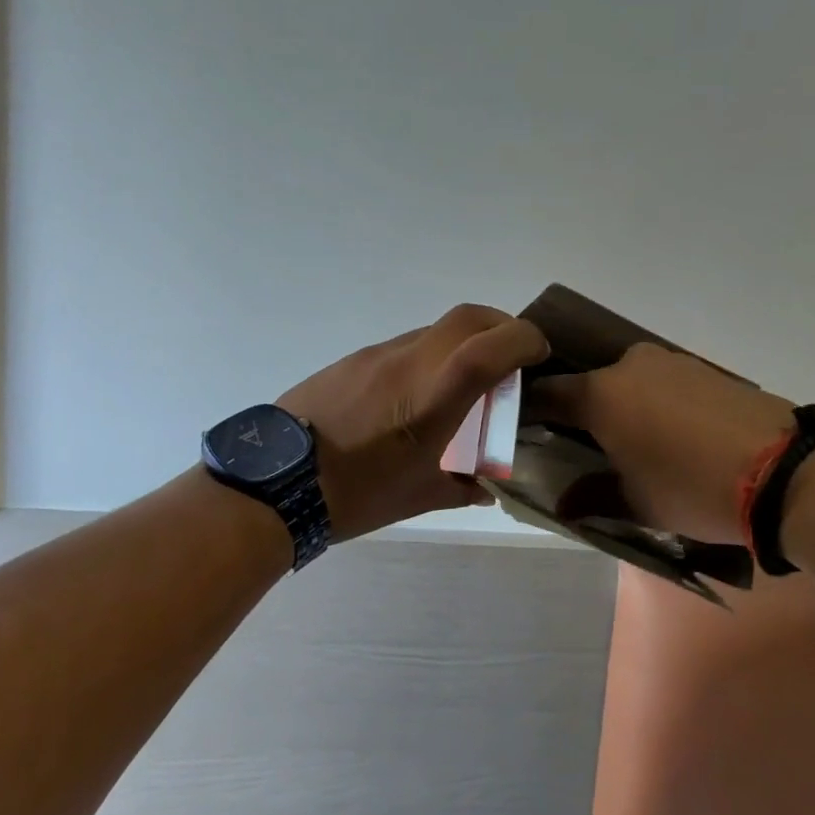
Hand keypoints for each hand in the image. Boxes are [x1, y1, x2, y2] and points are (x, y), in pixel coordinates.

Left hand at [279, 304, 549, 541]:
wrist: (274, 481)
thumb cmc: (356, 494)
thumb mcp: (418, 497)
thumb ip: (463, 487)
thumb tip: (487, 486)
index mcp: (431, 398)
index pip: (489, 347)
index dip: (524, 339)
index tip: (540, 353)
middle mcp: (409, 362)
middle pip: (468, 317)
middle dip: (502, 326)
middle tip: (514, 357)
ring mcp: (378, 355)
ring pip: (436, 329)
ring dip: (464, 343)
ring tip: (466, 383)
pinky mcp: (354, 359)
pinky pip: (406, 345)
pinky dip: (430, 356)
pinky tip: (419, 395)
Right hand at [525, 343, 794, 544]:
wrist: (785, 471)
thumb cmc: (692, 488)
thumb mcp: (637, 503)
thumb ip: (593, 497)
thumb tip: (564, 505)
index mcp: (600, 394)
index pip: (547, 393)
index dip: (531, 411)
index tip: (528, 432)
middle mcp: (629, 366)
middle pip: (590, 383)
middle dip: (583, 411)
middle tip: (587, 445)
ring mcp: (671, 362)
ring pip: (629, 381)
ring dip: (623, 405)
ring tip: (636, 444)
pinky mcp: (705, 368)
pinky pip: (663, 382)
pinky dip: (656, 402)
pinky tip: (674, 434)